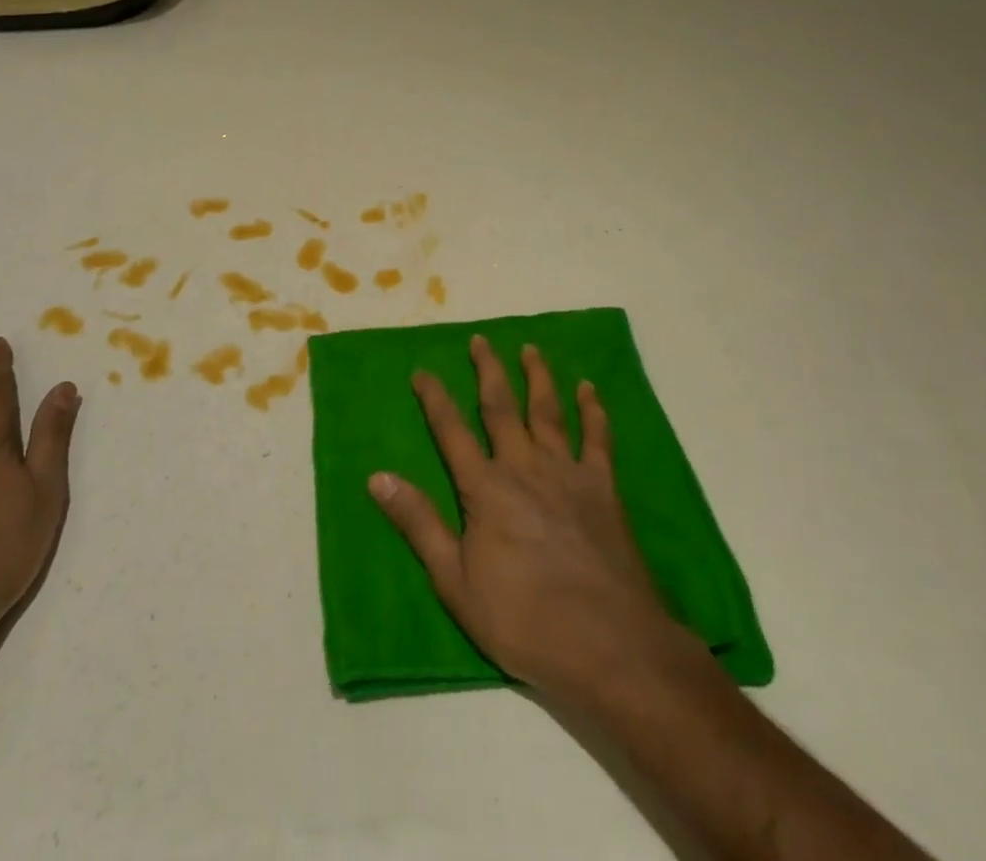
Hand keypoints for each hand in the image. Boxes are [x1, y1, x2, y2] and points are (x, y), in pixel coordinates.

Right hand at [369, 335, 701, 704]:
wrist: (609, 645)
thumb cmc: (525, 620)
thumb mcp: (455, 582)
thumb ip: (418, 524)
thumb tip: (376, 477)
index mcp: (485, 488)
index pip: (451, 431)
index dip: (435, 399)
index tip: (422, 371)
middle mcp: (524, 467)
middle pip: (501, 407)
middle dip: (488, 371)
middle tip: (480, 340)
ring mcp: (567, 473)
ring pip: (549, 411)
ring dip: (538, 377)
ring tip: (530, 349)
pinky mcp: (603, 488)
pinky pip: (597, 438)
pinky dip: (593, 410)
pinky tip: (589, 389)